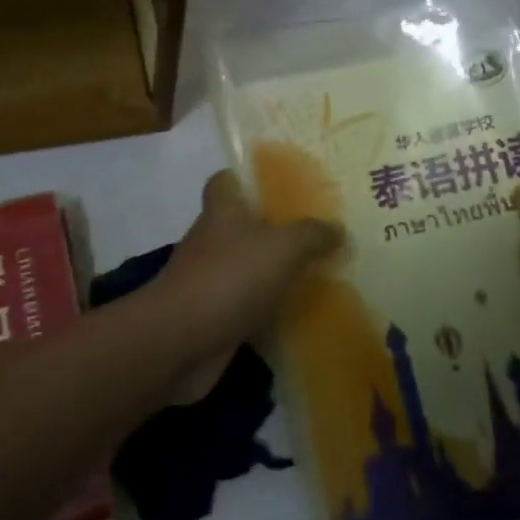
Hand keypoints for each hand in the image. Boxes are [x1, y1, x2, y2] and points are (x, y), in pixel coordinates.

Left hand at [155, 171, 341, 401]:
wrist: (182, 340)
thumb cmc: (231, 276)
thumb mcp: (283, 247)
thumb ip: (312, 235)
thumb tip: (338, 229)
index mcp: (222, 210)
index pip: (224, 181)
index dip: (244, 178)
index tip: (275, 186)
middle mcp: (210, 239)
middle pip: (238, 225)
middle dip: (268, 229)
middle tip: (310, 235)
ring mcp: (206, 279)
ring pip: (242, 267)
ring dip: (268, 273)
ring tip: (310, 276)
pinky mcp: (209, 316)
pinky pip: (242, 306)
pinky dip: (262, 310)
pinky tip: (293, 317)